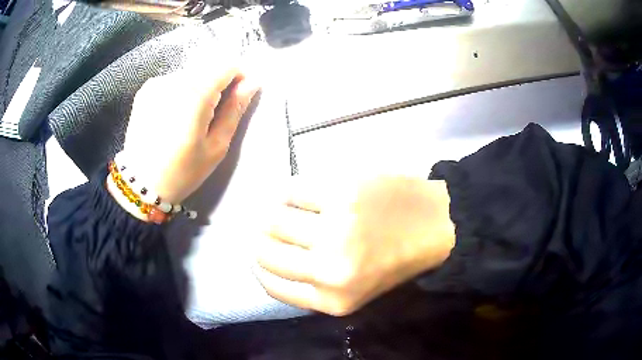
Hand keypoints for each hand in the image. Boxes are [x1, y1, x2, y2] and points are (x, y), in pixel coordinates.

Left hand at [110, 65, 259, 215]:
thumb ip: (235, 109)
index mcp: (194, 94)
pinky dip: (181, 90)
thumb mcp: (216, 146)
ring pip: (191, 72)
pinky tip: (175, 113)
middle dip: (218, 83)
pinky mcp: (146, 90)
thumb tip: (252, 82)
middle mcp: (174, 80)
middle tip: (215, 112)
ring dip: (199, 86)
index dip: (239, 76)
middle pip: (208, 66)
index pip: (227, 65)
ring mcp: (157, 83)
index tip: (239, 95)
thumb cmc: (182, 171)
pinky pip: (173, 80)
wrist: (140, 184)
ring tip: (193, 116)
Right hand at [256, 176, 455, 315]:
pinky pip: (292, 190)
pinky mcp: (342, 192)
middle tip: (267, 229)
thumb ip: (312, 289)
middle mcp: (330, 269)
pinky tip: (294, 194)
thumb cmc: (396, 260)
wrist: (436, 225)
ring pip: (272, 219)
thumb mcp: (354, 294)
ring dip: (270, 214)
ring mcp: (336, 228)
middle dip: (260, 239)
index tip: (261, 254)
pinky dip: (286, 192)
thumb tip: (268, 264)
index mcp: (333, 301)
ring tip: (279, 210)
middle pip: (265, 251)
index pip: (271, 284)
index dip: (259, 267)